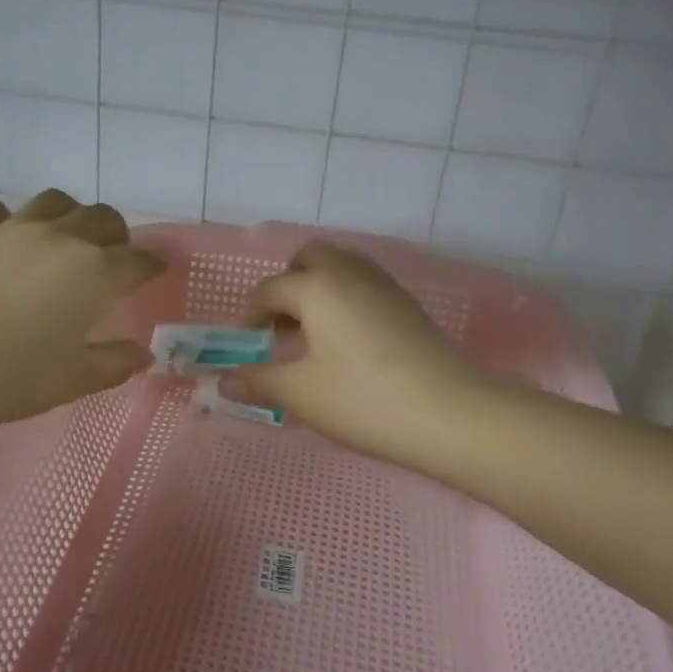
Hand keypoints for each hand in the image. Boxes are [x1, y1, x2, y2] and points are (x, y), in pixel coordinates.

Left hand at [0, 189, 163, 435]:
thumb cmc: (11, 377)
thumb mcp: (74, 379)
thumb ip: (116, 363)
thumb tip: (144, 355)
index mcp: (95, 273)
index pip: (138, 260)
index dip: (152, 264)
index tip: (156, 270)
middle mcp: (62, 239)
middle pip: (103, 218)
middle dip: (116, 234)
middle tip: (111, 256)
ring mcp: (14, 228)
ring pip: (56, 202)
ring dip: (70, 216)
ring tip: (63, 239)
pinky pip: (2, 211)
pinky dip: (14, 222)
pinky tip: (7, 243)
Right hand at [227, 240, 488, 467]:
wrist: (450, 412)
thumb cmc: (363, 399)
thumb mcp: (301, 393)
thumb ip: (258, 380)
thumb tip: (222, 381)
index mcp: (316, 286)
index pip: (270, 290)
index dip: (251, 316)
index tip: (247, 344)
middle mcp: (349, 272)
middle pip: (309, 259)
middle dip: (287, 285)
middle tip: (280, 326)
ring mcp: (383, 285)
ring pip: (340, 267)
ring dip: (318, 289)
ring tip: (312, 334)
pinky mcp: (407, 304)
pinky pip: (363, 285)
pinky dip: (344, 299)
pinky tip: (346, 341)